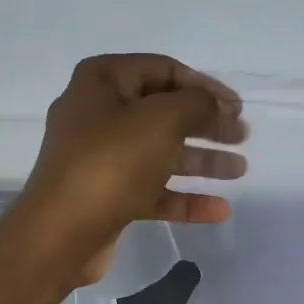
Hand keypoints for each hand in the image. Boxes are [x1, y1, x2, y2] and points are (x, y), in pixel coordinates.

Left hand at [13, 54, 244, 281]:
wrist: (61, 233)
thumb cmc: (110, 163)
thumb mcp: (161, 120)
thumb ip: (197, 104)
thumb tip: (217, 106)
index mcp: (102, 82)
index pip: (163, 70)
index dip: (204, 86)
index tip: (237, 108)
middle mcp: (98, 115)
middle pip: (164, 113)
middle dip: (206, 125)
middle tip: (242, 137)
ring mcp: (101, 159)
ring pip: (161, 154)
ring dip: (201, 162)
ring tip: (240, 170)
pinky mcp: (108, 197)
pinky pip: (153, 191)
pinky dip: (185, 198)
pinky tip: (219, 209)